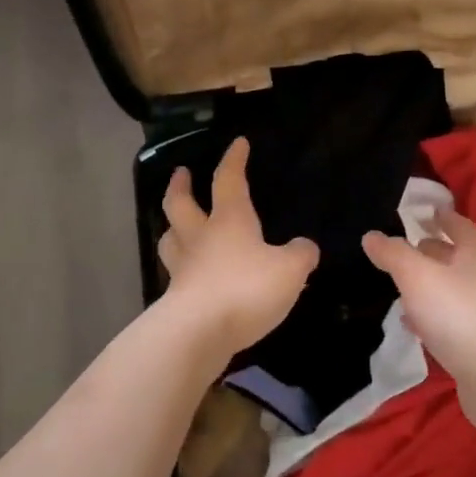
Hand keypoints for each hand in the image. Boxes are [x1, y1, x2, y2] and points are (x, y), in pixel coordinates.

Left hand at [158, 137, 318, 354]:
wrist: (199, 333)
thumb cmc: (246, 289)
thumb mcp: (290, 270)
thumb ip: (301, 255)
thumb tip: (305, 248)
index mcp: (229, 221)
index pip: (229, 180)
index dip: (234, 161)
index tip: (238, 143)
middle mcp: (201, 238)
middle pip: (181, 204)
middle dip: (181, 186)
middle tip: (182, 174)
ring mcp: (183, 269)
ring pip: (170, 239)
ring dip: (172, 227)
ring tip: (175, 224)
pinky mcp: (176, 300)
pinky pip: (176, 275)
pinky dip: (181, 269)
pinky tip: (189, 275)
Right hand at [363, 211, 475, 435]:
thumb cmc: (458, 313)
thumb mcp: (417, 275)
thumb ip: (393, 254)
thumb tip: (371, 235)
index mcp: (473, 256)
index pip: (461, 228)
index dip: (446, 218)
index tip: (430, 211)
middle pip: (457, 260)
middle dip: (434, 251)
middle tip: (407, 247)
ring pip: (451, 292)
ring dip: (429, 286)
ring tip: (401, 286)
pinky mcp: (475, 346)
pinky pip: (448, 323)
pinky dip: (429, 318)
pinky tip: (411, 325)